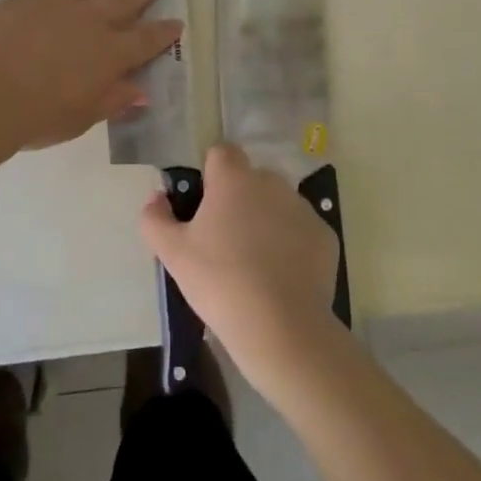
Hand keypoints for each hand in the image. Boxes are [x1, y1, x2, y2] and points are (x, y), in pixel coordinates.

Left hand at [0, 0, 182, 150]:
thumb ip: (113, 100)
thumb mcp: (82, 117)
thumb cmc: (38, 116)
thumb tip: (141, 91)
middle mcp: (90, 22)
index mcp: (110, 54)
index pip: (146, 40)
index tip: (178, 21)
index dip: (164, 32)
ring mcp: (57, 5)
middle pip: (125, 0)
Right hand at [141, 144, 342, 386]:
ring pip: (278, 202)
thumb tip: (156, 198)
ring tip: (254, 261)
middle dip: (239, 198)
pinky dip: (291, 243)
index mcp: (234, 179)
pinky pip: (301, 229)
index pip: (222, 153)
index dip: (211, 174)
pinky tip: (281, 276)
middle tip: (224, 238)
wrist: (281, 327)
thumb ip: (155, 218)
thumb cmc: (219, 281)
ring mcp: (303, 208)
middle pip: (251, 178)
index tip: (204, 206)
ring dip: (266, 219)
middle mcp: (272, 183)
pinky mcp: (325, 236)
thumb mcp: (172, 253)